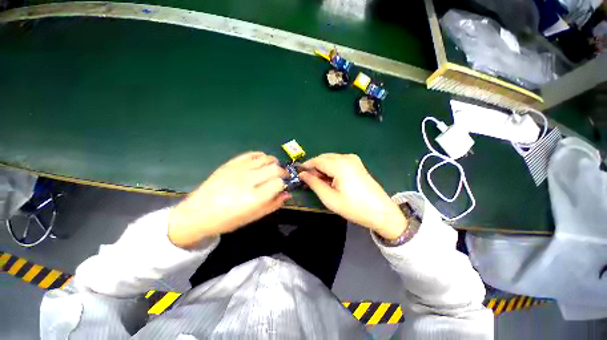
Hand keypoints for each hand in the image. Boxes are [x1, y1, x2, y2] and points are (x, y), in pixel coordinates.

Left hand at [169, 152, 289, 248]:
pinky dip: (261, 156)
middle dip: (282, 172)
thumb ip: (273, 204)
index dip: (284, 184)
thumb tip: (287, 193)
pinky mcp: (230, 164)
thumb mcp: (254, 217)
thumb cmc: (228, 220)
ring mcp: (238, 170)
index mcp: (254, 198)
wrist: (198, 213)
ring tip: (273, 168)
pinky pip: (251, 154)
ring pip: (265, 159)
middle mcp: (248, 181)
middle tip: (281, 177)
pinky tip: (262, 160)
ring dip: (274, 162)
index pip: (279, 183)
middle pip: (275, 168)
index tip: (283, 186)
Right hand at [299, 154, 407, 239]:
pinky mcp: (357, 164)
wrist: (381, 212)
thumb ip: (314, 184)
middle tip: (309, 181)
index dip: (306, 166)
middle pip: (324, 158)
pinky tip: (331, 180)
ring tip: (320, 183)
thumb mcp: (330, 198)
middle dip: (314, 167)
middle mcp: (347, 158)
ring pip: (331, 159)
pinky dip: (331, 168)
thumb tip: (302, 174)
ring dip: (322, 168)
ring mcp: (353, 160)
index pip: (317, 160)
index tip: (299, 174)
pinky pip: (338, 162)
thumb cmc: (354, 207)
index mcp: (340, 165)